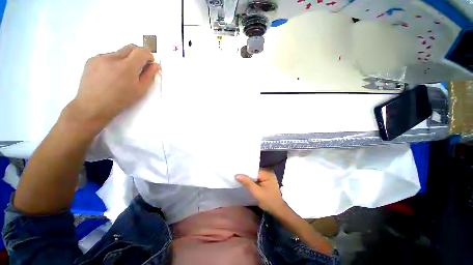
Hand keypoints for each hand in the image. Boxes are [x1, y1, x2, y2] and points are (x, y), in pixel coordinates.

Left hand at [68, 44, 160, 130]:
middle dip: (138, 54)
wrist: (92, 106)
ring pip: (119, 52)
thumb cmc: (120, 100)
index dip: (148, 55)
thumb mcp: (140, 90)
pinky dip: (113, 62)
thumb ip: (149, 76)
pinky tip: (110, 75)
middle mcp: (112, 57)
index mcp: (127, 67)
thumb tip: (155, 65)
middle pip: (130, 47)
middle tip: (139, 67)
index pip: (141, 51)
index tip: (149, 63)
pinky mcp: (91, 59)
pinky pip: (107, 56)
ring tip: (121, 75)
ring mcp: (100, 57)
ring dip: (125, 59)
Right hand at [236, 169, 286, 214]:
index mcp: (267, 173)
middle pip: (254, 172)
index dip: (245, 171)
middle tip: (236, 176)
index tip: (236, 172)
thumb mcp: (256, 192)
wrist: (278, 210)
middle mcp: (268, 172)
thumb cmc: (268, 201)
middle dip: (246, 175)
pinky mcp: (267, 181)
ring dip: (249, 178)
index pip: (253, 169)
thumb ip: (247, 182)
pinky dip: (252, 181)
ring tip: (239, 178)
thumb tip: (237, 175)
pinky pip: (257, 178)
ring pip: (255, 175)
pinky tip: (246, 183)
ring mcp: (268, 176)